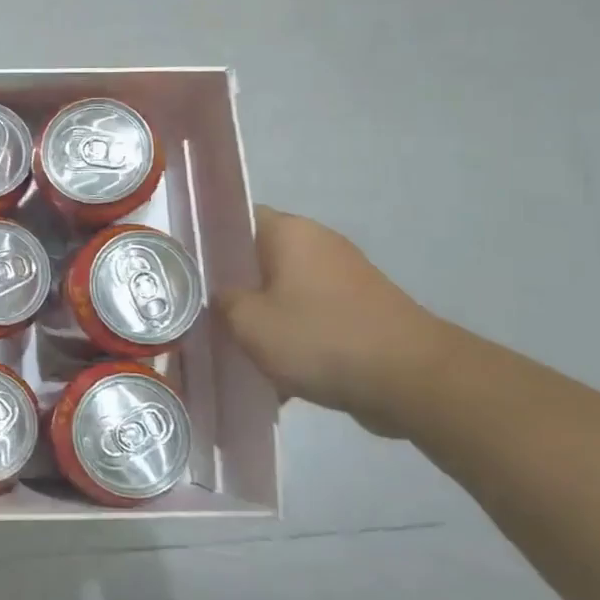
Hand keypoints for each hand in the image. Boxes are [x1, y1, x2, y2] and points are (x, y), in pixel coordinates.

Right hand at [217, 206, 447, 427]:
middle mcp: (319, 243)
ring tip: (238, 350)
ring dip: (264, 318)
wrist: (412, 380)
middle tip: (205, 315)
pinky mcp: (362, 311)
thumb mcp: (249, 322)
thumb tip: (223, 296)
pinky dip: (294, 339)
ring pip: (284, 292)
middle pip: (259, 259)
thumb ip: (223, 302)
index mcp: (289, 232)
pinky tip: (277, 376)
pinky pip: (311, 317)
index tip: (187, 271)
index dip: (208, 242)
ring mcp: (344, 277)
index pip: (236, 219)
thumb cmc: (320, 337)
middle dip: (234, 288)